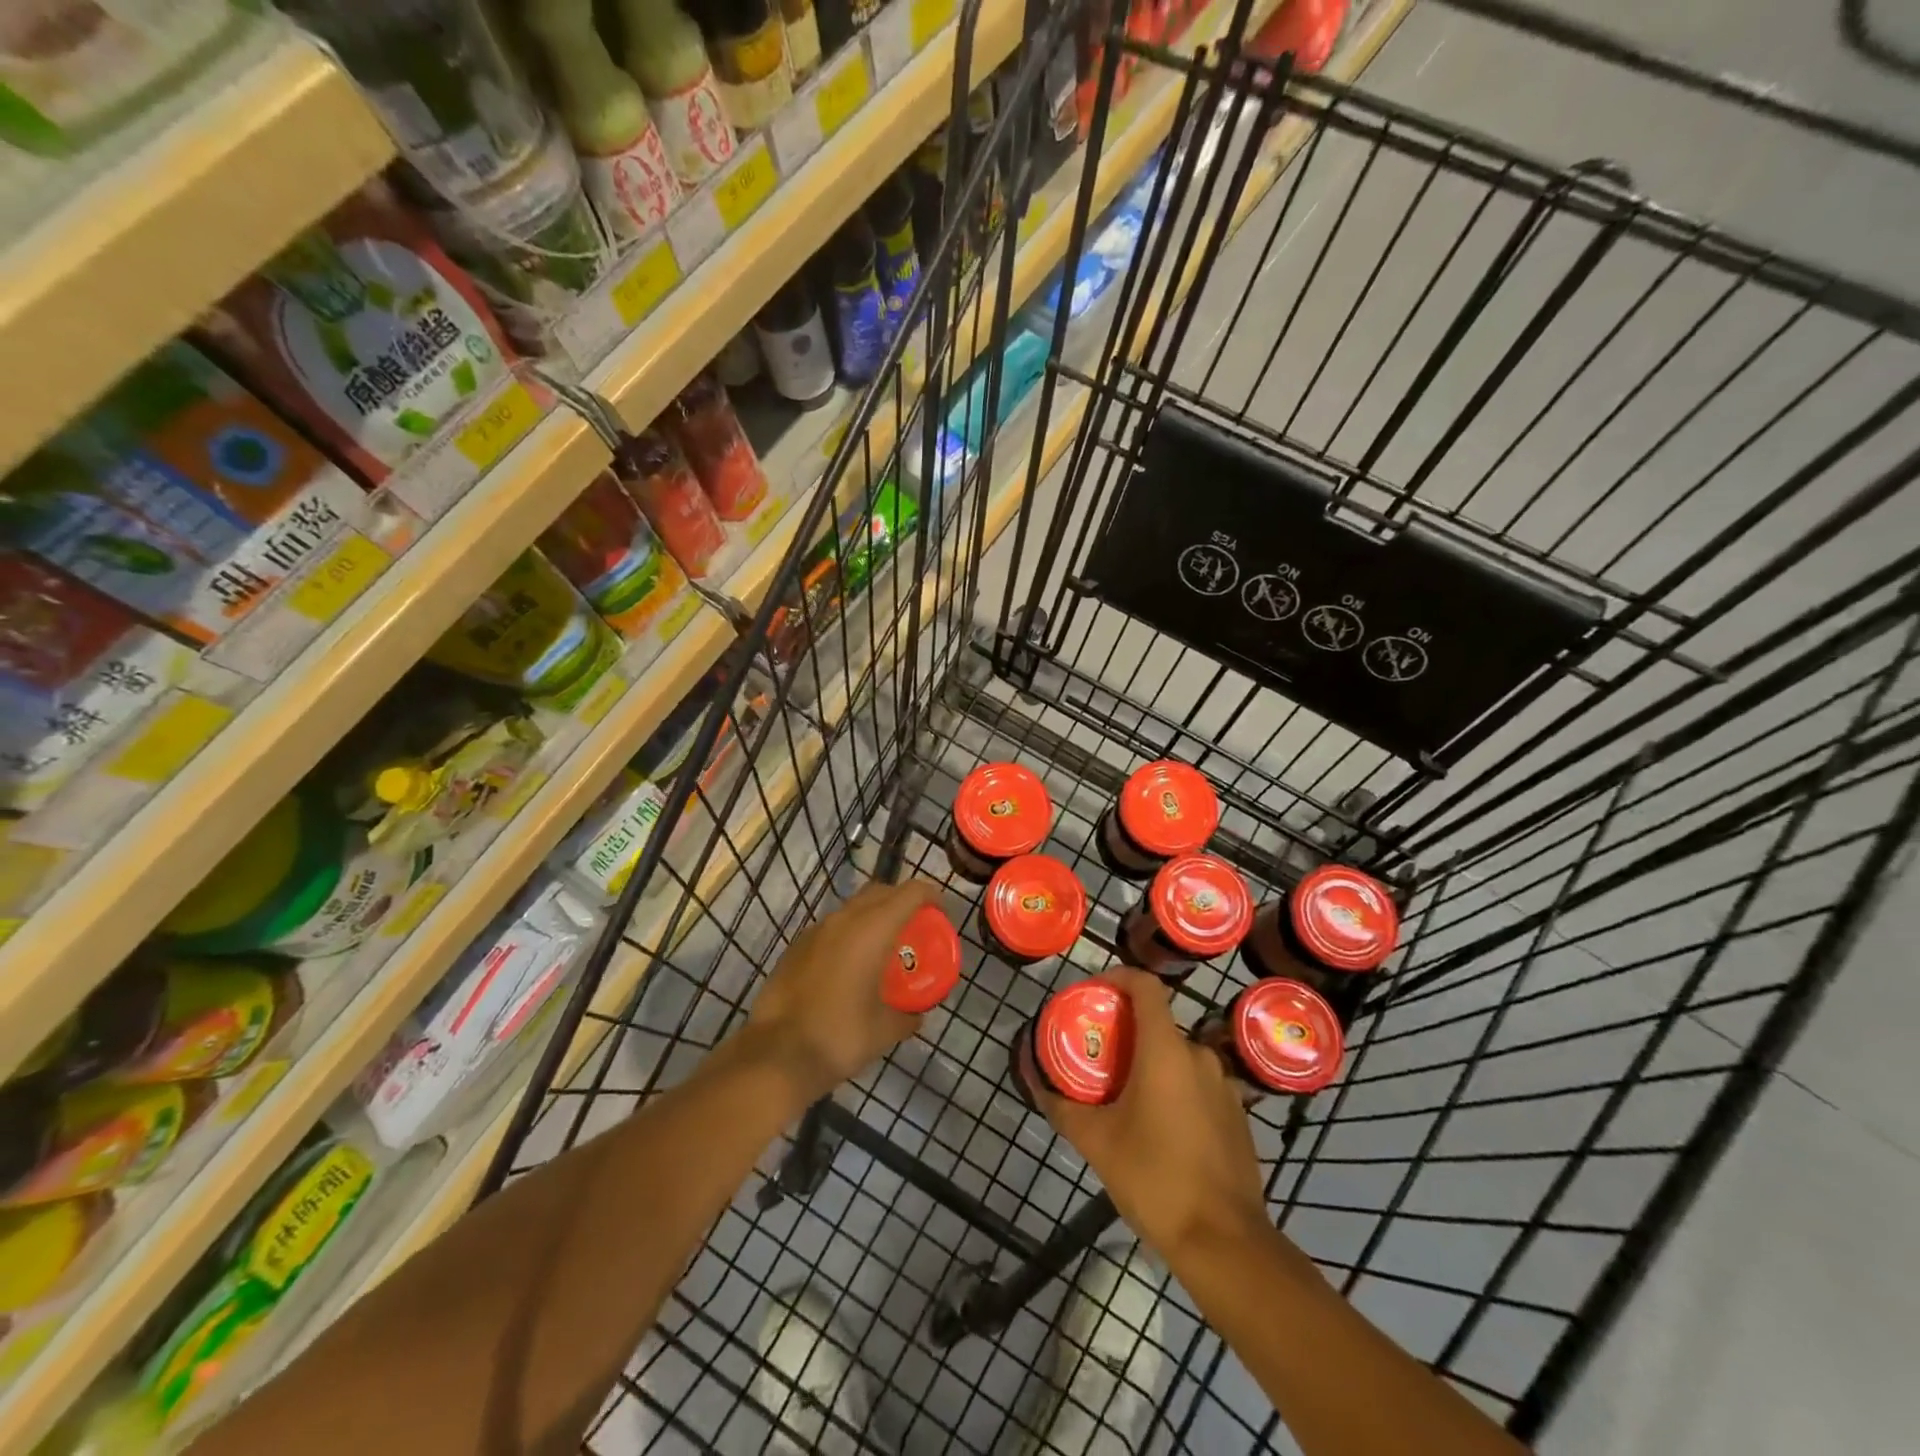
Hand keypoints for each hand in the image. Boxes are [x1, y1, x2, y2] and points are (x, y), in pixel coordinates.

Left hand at [746, 879, 943, 1102]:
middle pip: (881, 891)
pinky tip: (850, 967)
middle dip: (902, 901)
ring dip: (873, 917)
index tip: (942, 915)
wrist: (776, 1056)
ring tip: (884, 948)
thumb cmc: (839, 1037)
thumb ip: (907, 1015)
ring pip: (853, 907)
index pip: (910, 892)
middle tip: (916, 927)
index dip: (931, 896)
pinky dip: (849, 934)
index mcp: (872, 930)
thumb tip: (916, 1015)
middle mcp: (844, 920)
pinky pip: (831, 928)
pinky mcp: (796, 947)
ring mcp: (815, 931)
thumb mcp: (885, 1031)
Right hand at [1035, 968, 1270, 1258]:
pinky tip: (1158, 1126)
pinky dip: (1174, 1088)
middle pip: (1158, 1023)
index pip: (1145, 985)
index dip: (1118, 978)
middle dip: (1126, 1031)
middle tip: (1097, 1055)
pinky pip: (1197, 1084)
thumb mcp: (1097, 1142)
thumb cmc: (1155, 1178)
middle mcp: (1199, 1056)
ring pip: (1178, 1056)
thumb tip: (1037, 1084)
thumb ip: (1062, 1107)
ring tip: (1123, 1093)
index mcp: (1166, 1050)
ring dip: (1150, 1063)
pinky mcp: (1236, 1115)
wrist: (1224, 1242)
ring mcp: (1224, 1085)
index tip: (1094, 993)